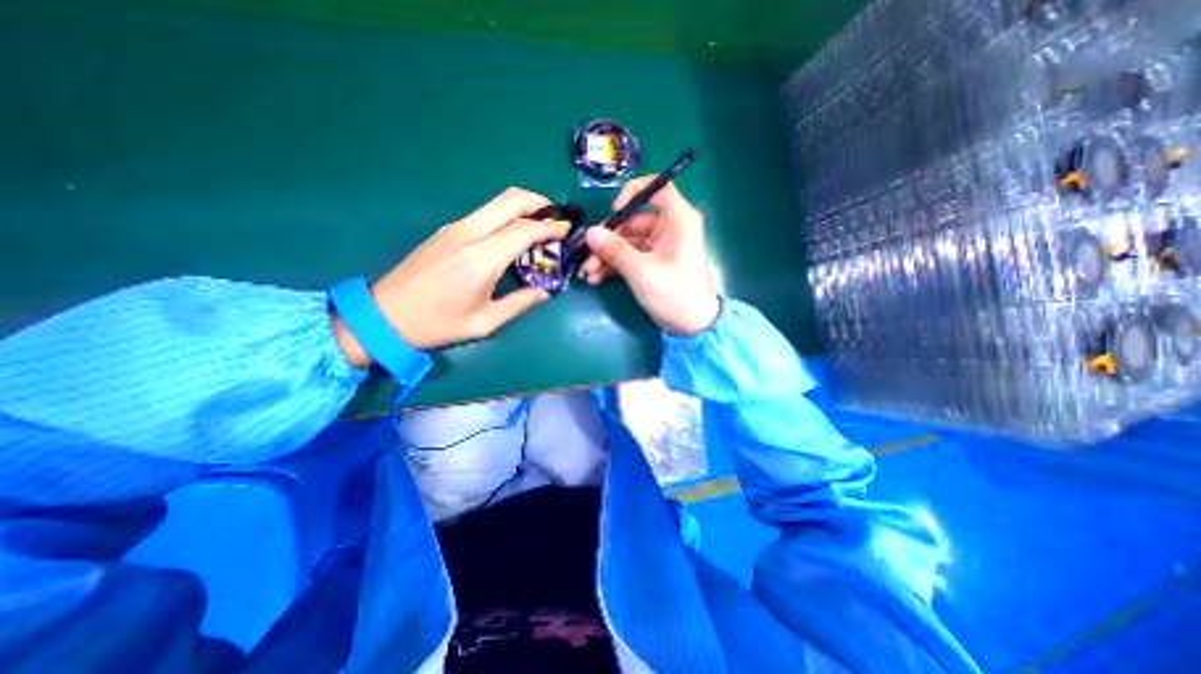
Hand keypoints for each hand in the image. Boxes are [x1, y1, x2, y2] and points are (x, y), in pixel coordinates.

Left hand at [331, 188, 568, 365]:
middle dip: (538, 202)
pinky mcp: (446, 231)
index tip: (567, 231)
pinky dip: (505, 216)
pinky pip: (483, 214)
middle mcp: (469, 234)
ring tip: (538, 224)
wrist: (384, 316)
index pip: (524, 229)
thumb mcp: (485, 322)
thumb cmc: (438, 324)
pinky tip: (511, 235)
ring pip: (495, 202)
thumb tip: (544, 292)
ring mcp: (454, 229)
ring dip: (522, 207)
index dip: (550, 227)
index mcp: (482, 259)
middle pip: (510, 200)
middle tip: (556, 217)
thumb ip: (520, 303)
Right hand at [585, 176, 722, 334]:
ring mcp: (660, 247)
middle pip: (633, 220)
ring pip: (628, 242)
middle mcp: (669, 228)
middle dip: (608, 238)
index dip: (633, 194)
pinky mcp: (653, 263)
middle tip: (587, 253)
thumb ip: (615, 249)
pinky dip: (615, 266)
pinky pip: (631, 256)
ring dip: (607, 256)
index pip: (656, 188)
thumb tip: (591, 232)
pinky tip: (596, 278)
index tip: (614, 212)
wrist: (691, 326)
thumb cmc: (674, 293)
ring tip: (588, 272)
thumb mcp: (641, 270)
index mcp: (677, 219)